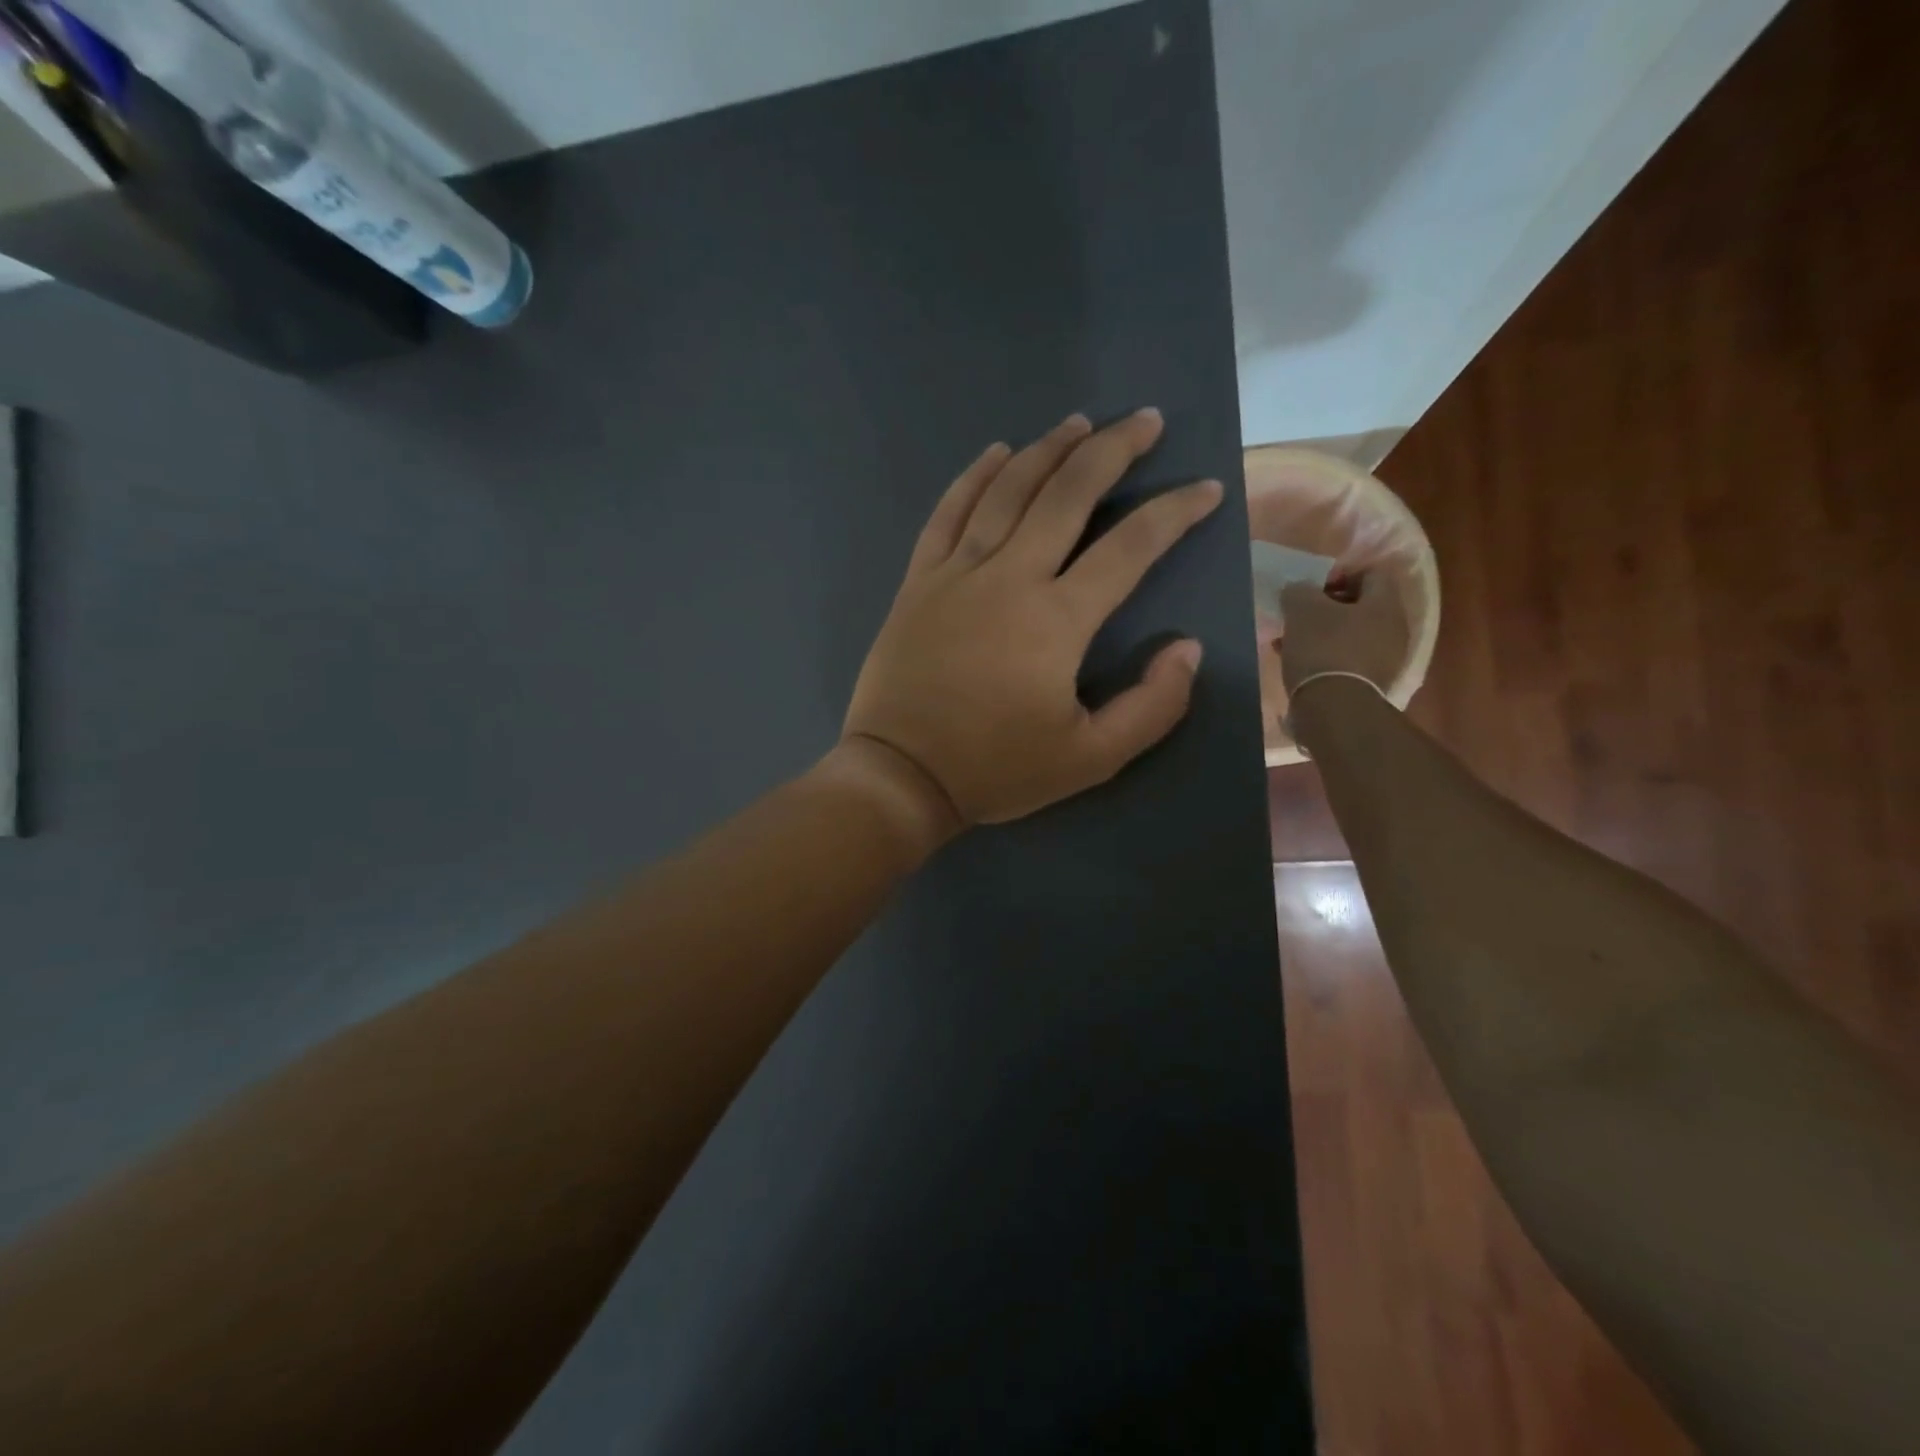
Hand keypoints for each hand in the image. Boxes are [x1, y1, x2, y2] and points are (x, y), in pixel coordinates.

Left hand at [842, 409, 1222, 827]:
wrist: (900, 776)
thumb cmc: (995, 769)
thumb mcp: (1091, 759)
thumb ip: (1152, 707)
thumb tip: (1188, 648)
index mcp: (1056, 619)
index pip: (1130, 547)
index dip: (1174, 513)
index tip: (1205, 489)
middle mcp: (1009, 578)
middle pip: (1067, 494)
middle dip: (1113, 450)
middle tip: (1145, 421)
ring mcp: (956, 573)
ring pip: (1007, 491)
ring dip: (1047, 450)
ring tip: (1079, 422)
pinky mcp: (918, 582)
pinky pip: (947, 514)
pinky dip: (973, 478)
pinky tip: (995, 452)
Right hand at [1278, 574, 1407, 695]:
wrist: (1334, 709)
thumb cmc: (1322, 648)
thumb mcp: (1301, 609)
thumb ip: (1299, 590)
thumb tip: (1299, 590)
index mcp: (1385, 603)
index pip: (1371, 574)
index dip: (1340, 574)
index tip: (1312, 589)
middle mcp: (1394, 629)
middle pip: (1361, 607)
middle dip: (1327, 608)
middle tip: (1298, 616)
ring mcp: (1386, 659)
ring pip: (1351, 635)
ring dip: (1323, 634)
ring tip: (1292, 643)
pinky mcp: (1371, 685)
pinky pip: (1348, 660)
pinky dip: (1326, 657)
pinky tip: (1300, 665)